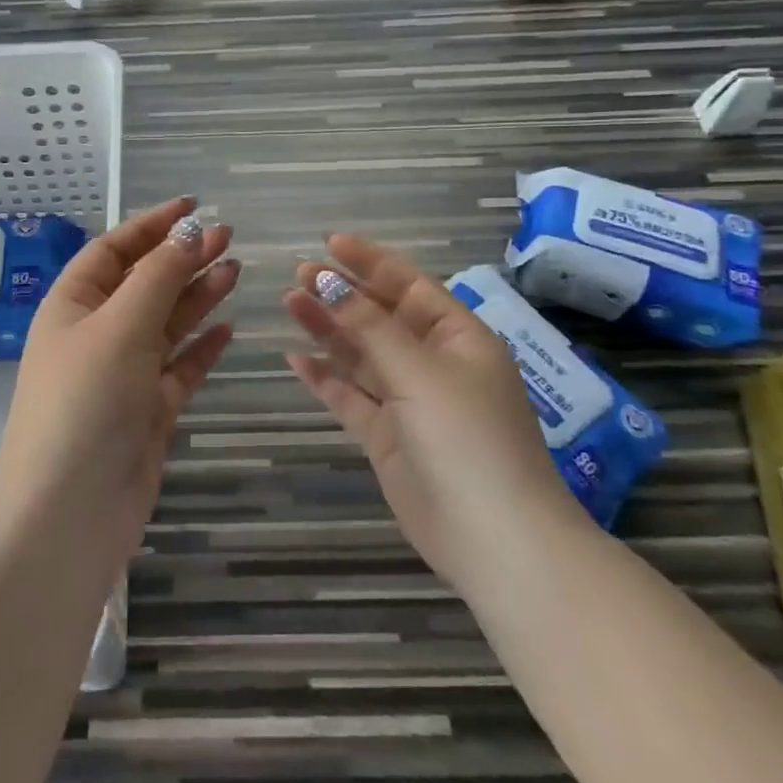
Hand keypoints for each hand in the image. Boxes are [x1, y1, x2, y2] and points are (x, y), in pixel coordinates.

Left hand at [0, 197, 236, 576]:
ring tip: (235, 270)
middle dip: (182, 258)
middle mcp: (96, 334)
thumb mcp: (120, 326)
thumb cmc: (85, 401)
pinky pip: (179, 369)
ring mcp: (123, 375)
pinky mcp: (147, 412)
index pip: (114, 250)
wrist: (69, 512)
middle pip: (145, 284)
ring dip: (197, 296)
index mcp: (73, 305)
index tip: (194, 205)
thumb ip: (159, 276)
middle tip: (229, 237)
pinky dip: (201, 348)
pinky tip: (229, 330)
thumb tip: (190, 232)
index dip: (152, 225)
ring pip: (166, 324)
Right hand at [284, 236, 583, 585]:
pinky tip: (296, 359)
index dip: (370, 262)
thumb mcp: (420, 371)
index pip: (409, 286)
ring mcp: (409, 402)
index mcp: (458, 338)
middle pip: (380, 317)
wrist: (493, 538)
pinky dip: (325, 378)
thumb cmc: (467, 437)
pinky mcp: (387, 437)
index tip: (330, 243)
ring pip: (361, 354)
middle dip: (342, 294)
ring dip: (328, 330)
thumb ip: (370, 326)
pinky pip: (350, 397)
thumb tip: (330, 282)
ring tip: (290, 302)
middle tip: (299, 275)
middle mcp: (434, 364)